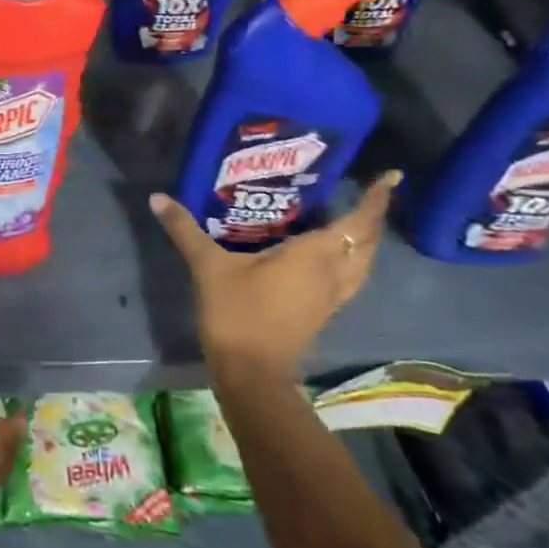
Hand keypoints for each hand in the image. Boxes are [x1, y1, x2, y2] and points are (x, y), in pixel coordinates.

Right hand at [148, 171, 399, 380]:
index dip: (376, 199)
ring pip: (362, 263)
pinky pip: (349, 278)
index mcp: (314, 256)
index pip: (357, 222)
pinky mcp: (321, 311)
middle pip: (366, 242)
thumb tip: (158, 197)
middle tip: (367, 192)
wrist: (251, 372)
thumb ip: (185, 229)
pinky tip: (329, 255)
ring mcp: (330, 296)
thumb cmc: (237, 312)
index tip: (391, 176)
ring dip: (364, 241)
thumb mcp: (208, 267)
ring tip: (352, 220)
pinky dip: (350, 260)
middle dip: (371, 216)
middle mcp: (332, 273)